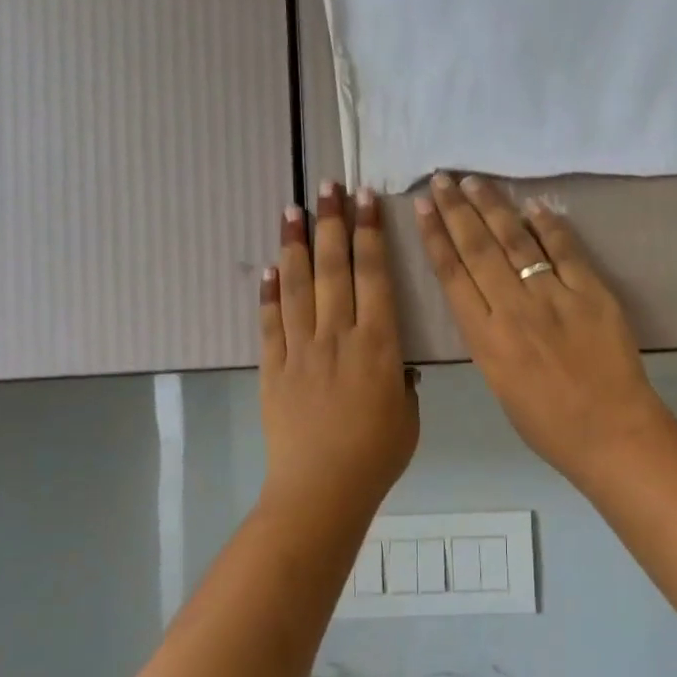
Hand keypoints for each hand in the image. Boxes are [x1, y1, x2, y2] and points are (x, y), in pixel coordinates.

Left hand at [261, 182, 419, 521]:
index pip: (375, 276)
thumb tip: (393, 363)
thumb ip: (401, 380)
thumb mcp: (408, 415)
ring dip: (295, 245)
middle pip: (334, 269)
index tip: (366, 199)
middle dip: (332, 223)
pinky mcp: (273, 367)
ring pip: (297, 286)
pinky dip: (268, 293)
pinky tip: (268, 267)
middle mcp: (338, 335)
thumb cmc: (376, 456)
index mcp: (379, 344)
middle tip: (328, 186)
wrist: (322, 490)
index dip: (370, 233)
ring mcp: (301, 349)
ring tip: (292, 209)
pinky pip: (271, 323)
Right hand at [414, 173, 676, 484]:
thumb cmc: (549, 425)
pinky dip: (549, 225)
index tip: (423, 206)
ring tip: (475, 181)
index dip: (436, 236)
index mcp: (485, 339)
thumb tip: (487, 300)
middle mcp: (513, 309)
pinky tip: (534, 205)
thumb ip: (489, 339)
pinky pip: (566, 250)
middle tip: (443, 178)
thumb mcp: (499, 385)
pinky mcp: (592, 292)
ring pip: (516, 241)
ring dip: (494, 206)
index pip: (452, 275)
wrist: (611, 433)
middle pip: (479, 248)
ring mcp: (555, 297)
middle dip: (457, 209)